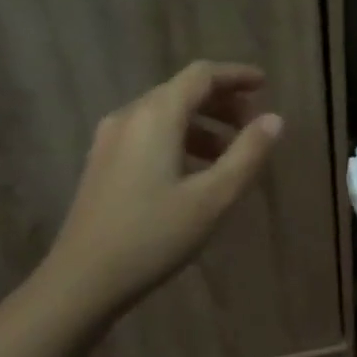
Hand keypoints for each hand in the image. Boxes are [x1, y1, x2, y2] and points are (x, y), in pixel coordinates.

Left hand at [44, 61, 282, 317]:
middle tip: (253, 126)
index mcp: (156, 116)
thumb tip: (274, 120)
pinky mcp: (103, 162)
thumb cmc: (153, 236)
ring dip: (203, 124)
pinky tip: (194, 172)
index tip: (264, 85)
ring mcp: (110, 139)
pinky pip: (149, 134)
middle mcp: (130, 116)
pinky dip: (180, 139)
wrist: (81, 281)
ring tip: (231, 155)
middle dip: (222, 102)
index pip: (202, 75)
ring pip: (165, 114)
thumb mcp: (213, 198)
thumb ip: (247, 154)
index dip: (236, 75)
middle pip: (182, 91)